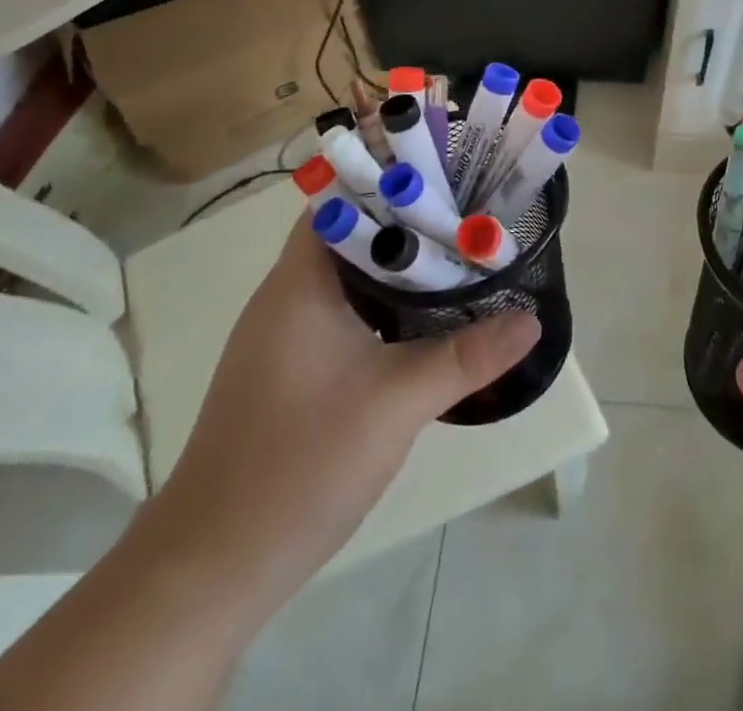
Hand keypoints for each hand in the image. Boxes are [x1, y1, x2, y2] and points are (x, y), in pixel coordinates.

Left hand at [135, 212, 539, 623]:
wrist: (211, 569)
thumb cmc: (299, 464)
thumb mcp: (397, 403)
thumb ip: (468, 356)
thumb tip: (532, 319)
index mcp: (300, 282)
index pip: (343, 198)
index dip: (393, 178)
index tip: (449, 172)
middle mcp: (287, 296)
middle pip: (353, 233)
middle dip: (411, 222)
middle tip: (471, 213)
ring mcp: (285, 336)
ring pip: (351, 277)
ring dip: (400, 267)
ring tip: (461, 255)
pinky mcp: (291, 369)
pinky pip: (344, 313)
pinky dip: (384, 305)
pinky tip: (425, 319)